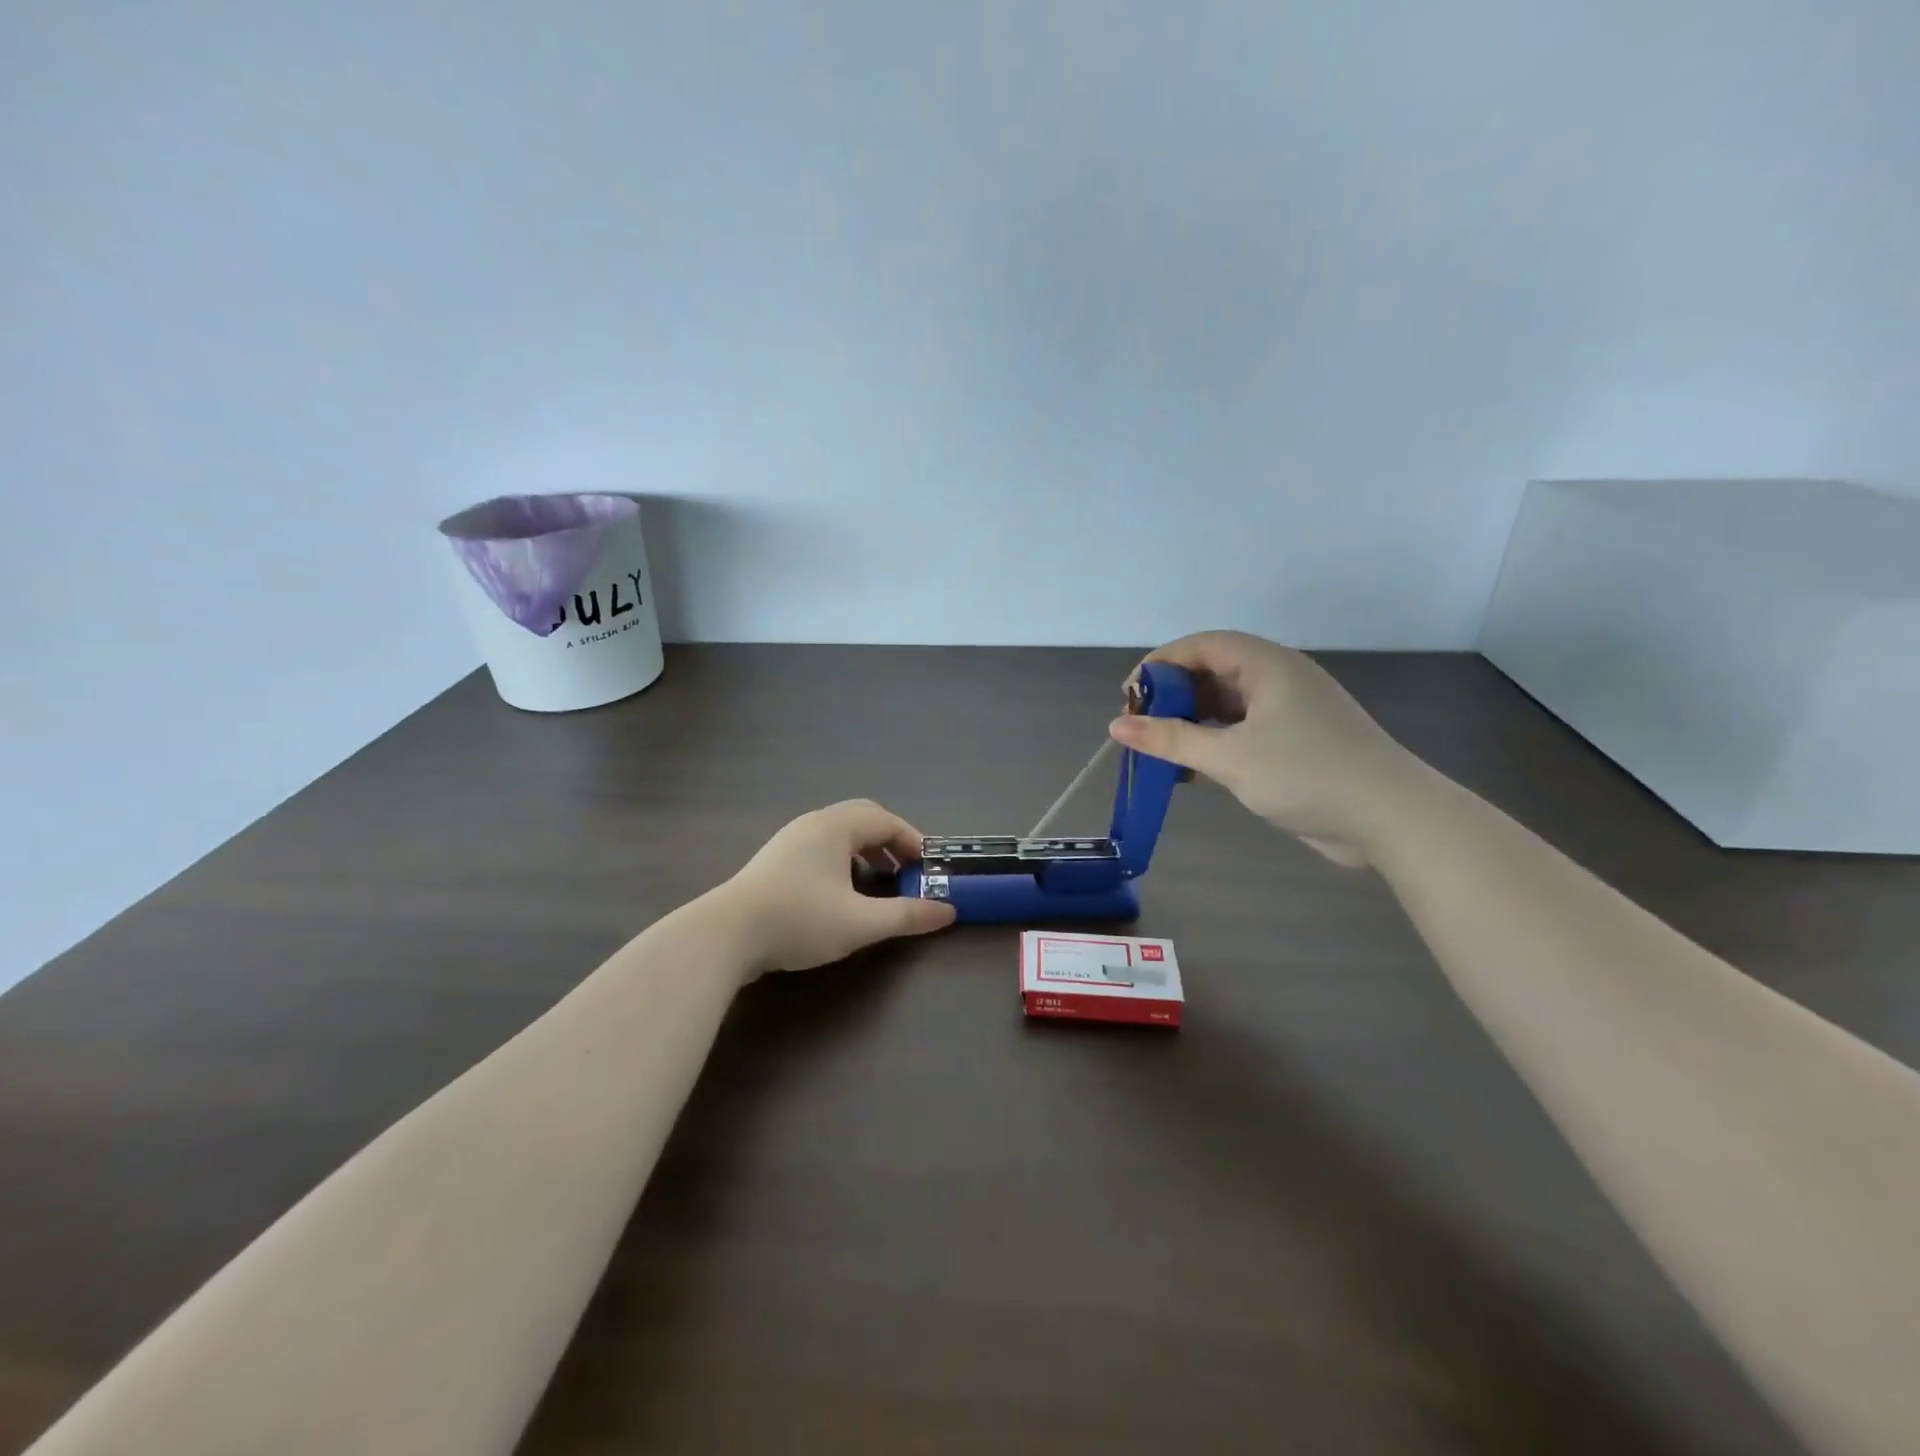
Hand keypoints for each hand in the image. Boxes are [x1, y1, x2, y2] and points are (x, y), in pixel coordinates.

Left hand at [725, 799, 956, 973]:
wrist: (725, 935)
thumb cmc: (799, 920)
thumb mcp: (860, 923)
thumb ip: (906, 916)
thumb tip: (948, 911)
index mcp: (836, 826)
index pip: (886, 821)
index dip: (913, 841)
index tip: (928, 868)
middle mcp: (813, 823)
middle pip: (862, 818)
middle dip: (890, 841)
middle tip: (906, 869)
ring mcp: (790, 839)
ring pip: (839, 831)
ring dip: (866, 850)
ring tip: (879, 881)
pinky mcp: (775, 859)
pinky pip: (821, 845)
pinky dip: (843, 858)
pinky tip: (842, 890)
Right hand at [1108, 630, 1429, 867]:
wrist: (1390, 818)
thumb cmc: (1307, 775)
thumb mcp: (1230, 757)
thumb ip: (1171, 740)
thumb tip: (1117, 726)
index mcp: (1267, 665)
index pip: (1201, 645)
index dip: (1160, 664)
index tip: (1129, 697)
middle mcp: (1277, 678)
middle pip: (1211, 671)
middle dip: (1172, 697)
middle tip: (1140, 727)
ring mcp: (1288, 710)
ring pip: (1225, 703)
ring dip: (1190, 723)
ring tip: (1159, 751)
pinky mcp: (1294, 741)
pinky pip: (1240, 729)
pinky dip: (1212, 742)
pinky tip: (1192, 771)